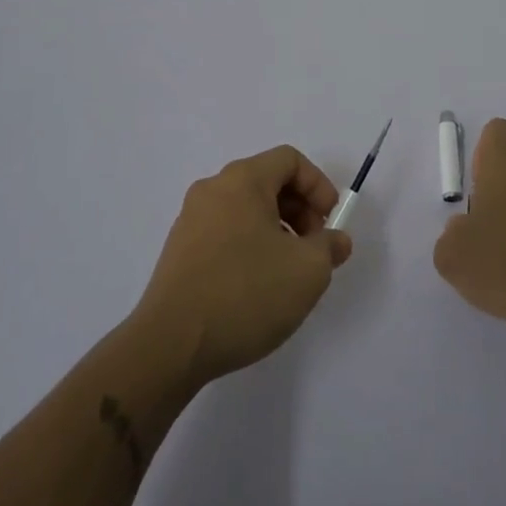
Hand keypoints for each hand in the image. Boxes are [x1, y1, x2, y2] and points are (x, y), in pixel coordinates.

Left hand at [134, 145, 352, 385]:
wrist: (170, 345)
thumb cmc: (246, 293)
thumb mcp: (308, 270)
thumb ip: (330, 247)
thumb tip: (335, 241)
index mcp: (242, 180)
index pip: (289, 160)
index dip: (318, 185)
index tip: (330, 222)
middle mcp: (213, 189)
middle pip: (267, 182)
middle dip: (300, 210)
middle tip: (315, 248)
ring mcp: (191, 220)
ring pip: (247, 209)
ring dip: (277, 230)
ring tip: (289, 272)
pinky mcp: (179, 251)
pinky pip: (226, 232)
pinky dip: (251, 245)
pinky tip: (258, 287)